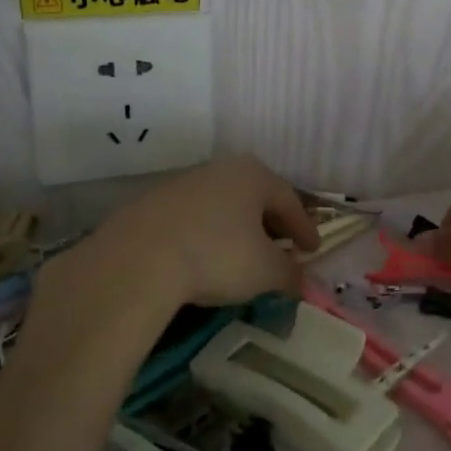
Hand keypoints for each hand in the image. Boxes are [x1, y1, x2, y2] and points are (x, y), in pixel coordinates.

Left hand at [85, 156, 319, 307]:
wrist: (138, 260)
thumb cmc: (217, 256)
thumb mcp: (265, 271)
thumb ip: (290, 274)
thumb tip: (302, 281)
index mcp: (254, 175)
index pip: (290, 200)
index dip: (305, 228)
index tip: (313, 250)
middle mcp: (220, 169)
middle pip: (256, 197)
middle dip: (272, 224)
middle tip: (282, 249)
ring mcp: (183, 183)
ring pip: (222, 205)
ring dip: (237, 228)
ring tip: (243, 255)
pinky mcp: (152, 204)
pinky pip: (193, 218)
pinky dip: (207, 234)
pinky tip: (204, 257)